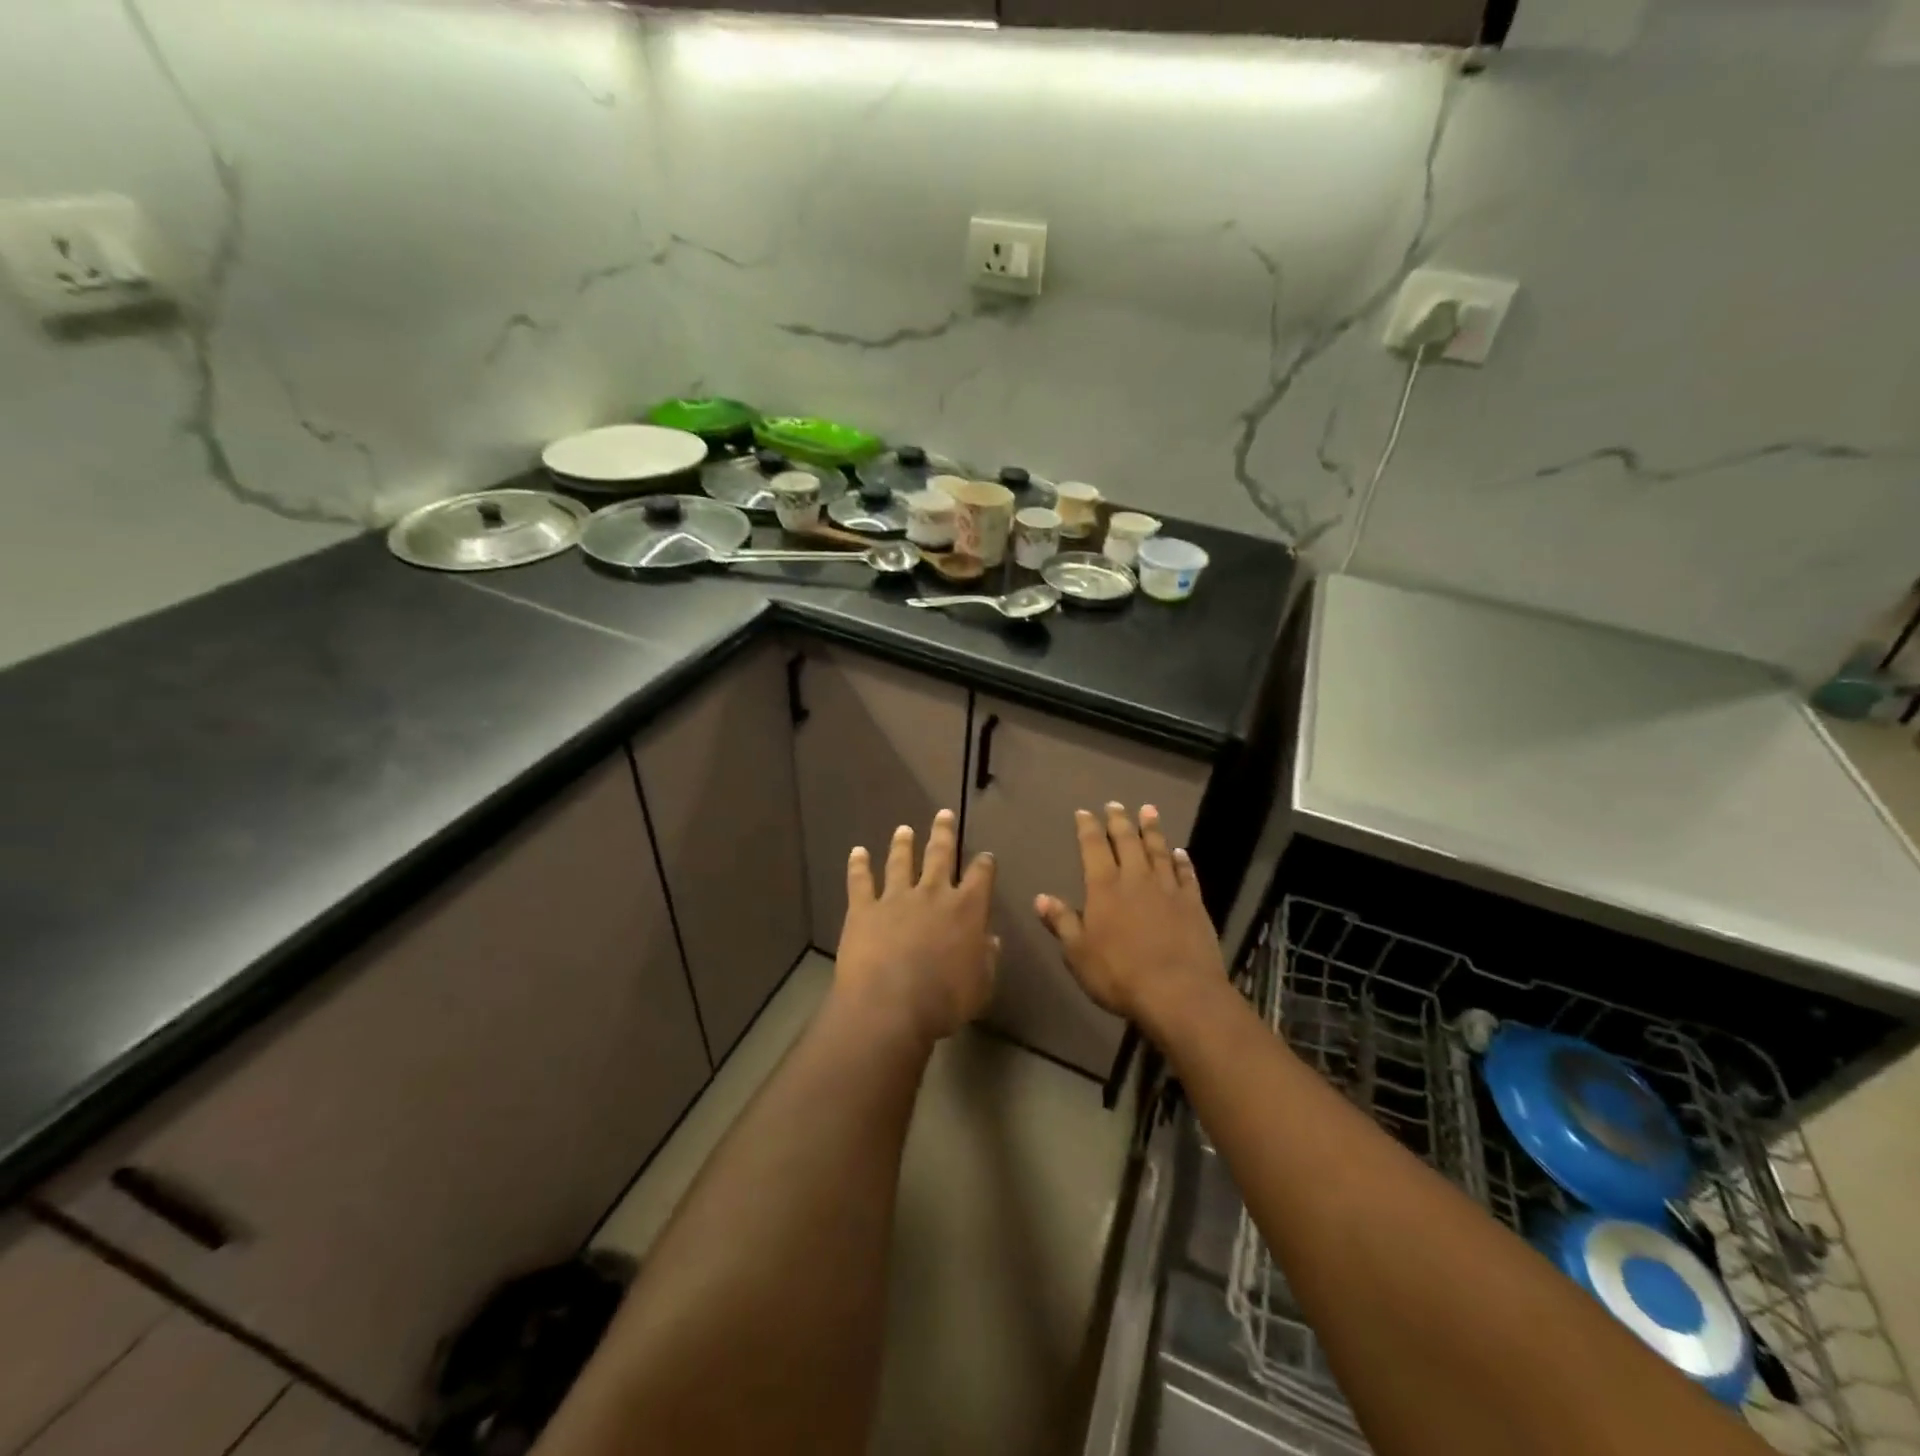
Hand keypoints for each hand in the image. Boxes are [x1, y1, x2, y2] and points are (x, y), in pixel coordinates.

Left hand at [835, 810, 997, 1045]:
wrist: (890, 1006)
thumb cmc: (944, 1001)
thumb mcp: (981, 985)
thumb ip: (987, 959)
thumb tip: (992, 940)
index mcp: (967, 909)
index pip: (981, 876)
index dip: (985, 864)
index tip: (986, 856)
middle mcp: (933, 893)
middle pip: (940, 854)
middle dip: (943, 833)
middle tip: (943, 814)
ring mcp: (896, 898)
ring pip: (900, 862)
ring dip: (903, 844)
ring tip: (903, 829)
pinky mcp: (864, 909)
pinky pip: (860, 881)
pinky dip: (858, 865)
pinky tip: (857, 852)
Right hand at [1034, 803, 1226, 1030]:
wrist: (1179, 992)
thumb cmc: (1119, 974)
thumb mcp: (1078, 953)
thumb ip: (1062, 922)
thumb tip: (1041, 897)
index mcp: (1104, 888)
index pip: (1093, 848)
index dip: (1087, 828)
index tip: (1084, 812)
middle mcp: (1136, 879)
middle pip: (1127, 841)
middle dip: (1119, 820)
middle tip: (1115, 804)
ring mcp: (1167, 889)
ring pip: (1158, 850)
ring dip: (1152, 830)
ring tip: (1148, 810)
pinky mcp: (1193, 904)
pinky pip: (1185, 874)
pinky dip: (1181, 861)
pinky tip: (1179, 853)